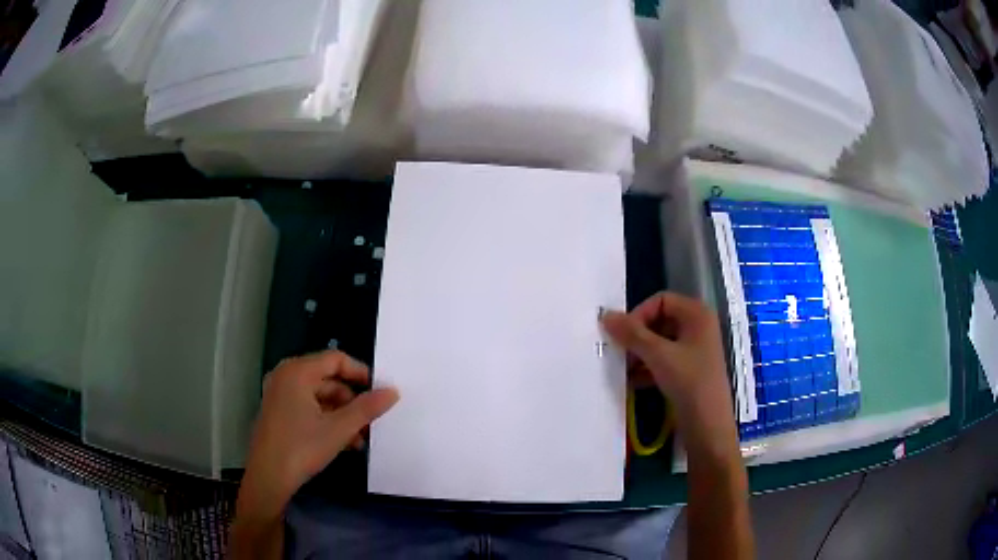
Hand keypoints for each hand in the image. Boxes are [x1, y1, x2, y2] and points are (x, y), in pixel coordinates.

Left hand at [237, 351, 398, 519]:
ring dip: (342, 415)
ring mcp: (280, 394)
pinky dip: (327, 420)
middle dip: (352, 400)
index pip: (335, 359)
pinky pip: (308, 407)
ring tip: (360, 438)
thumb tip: (392, 391)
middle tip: (372, 420)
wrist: (268, 477)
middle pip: (328, 379)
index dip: (360, 372)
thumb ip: (367, 408)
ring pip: (320, 397)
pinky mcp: (279, 412)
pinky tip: (344, 442)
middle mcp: (286, 376)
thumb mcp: (339, 429)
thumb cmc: (301, 448)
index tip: (380, 391)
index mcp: (297, 372)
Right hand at [601, 292, 737, 456]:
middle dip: (638, 336)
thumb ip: (632, 334)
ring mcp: (695, 350)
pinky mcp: (690, 371)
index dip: (640, 314)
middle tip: (621, 353)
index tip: (623, 336)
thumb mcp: (659, 356)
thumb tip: (605, 315)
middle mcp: (698, 327)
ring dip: (640, 353)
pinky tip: (633, 382)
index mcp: (697, 314)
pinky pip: (665, 360)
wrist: (708, 426)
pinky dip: (648, 368)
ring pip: (660, 342)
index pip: (661, 300)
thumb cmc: (689, 382)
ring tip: (624, 369)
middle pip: (660, 320)